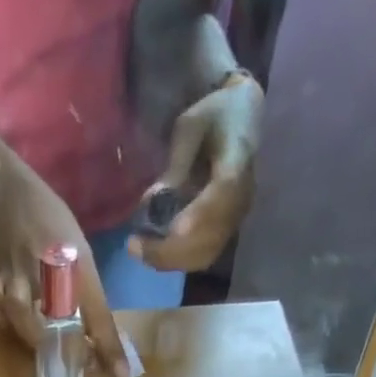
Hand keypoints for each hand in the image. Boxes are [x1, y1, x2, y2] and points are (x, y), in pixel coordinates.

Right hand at [0, 168, 128, 376]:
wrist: (10, 197)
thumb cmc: (53, 226)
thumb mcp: (81, 255)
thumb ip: (90, 297)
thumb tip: (101, 343)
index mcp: (78, 266)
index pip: (98, 314)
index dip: (110, 347)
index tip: (122, 374)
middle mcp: (48, 272)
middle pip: (57, 318)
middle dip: (67, 346)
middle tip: (79, 362)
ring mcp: (18, 275)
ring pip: (19, 312)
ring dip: (31, 335)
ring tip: (43, 348)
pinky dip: (1, 321)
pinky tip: (11, 327)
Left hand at [128, 73, 263, 271]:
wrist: (242, 121)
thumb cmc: (214, 116)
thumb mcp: (191, 126)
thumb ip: (176, 163)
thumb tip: (154, 202)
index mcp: (239, 158)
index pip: (224, 192)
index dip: (200, 214)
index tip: (174, 230)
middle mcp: (242, 196)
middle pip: (210, 235)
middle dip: (169, 248)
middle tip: (133, 246)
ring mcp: (235, 219)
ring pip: (204, 253)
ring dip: (169, 259)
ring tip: (138, 251)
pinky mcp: (225, 232)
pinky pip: (201, 256)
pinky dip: (175, 260)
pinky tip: (152, 253)